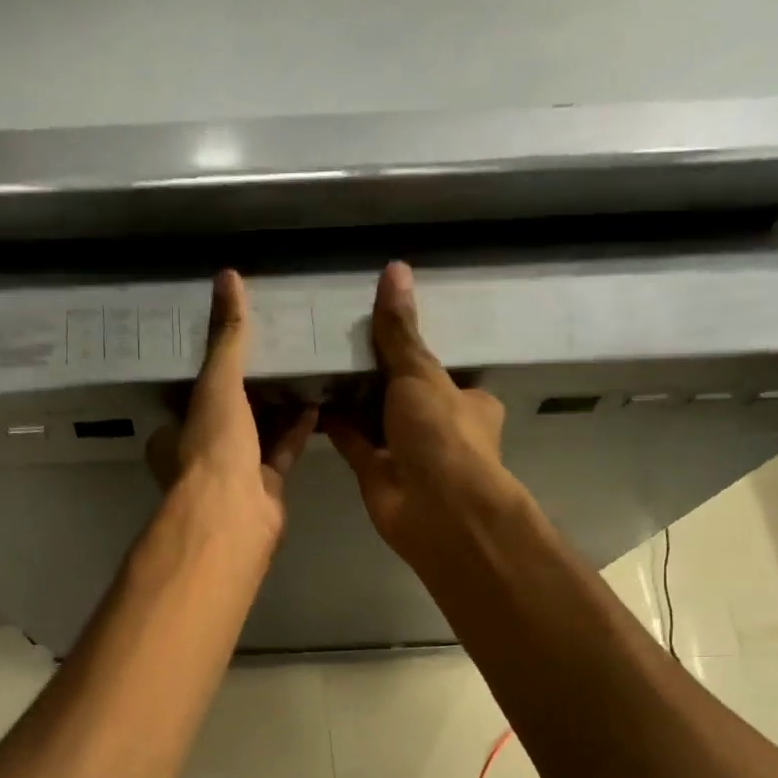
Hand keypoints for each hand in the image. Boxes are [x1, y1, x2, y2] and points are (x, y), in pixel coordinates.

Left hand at [148, 270, 315, 546]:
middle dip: (250, 390)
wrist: (234, 514)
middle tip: (275, 354)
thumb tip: (227, 277)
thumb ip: (226, 337)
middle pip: (227, 416)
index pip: (191, 396)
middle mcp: (200, 455)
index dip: (212, 372)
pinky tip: (316, 405)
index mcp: (174, 434)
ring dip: (276, 409)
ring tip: (300, 373)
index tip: (236, 347)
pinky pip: (281, 453)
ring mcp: (233, 476)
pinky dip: (296, 431)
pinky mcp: (265, 489)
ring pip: (256, 435)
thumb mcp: (217, 383)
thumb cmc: (214, 446)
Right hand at [326, 262, 514, 563]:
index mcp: (466, 401)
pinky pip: (352, 442)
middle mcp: (437, 427)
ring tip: (318, 362)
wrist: (435, 508)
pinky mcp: (376, 473)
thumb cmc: (442, 434)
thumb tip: (395, 268)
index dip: (412, 350)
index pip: (438, 370)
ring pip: (375, 418)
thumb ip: (400, 331)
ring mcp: (405, 452)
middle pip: (402, 393)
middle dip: (375, 374)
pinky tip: (311, 399)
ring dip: (352, 398)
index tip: (380, 326)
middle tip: (338, 339)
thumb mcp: (422, 374)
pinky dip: (335, 424)